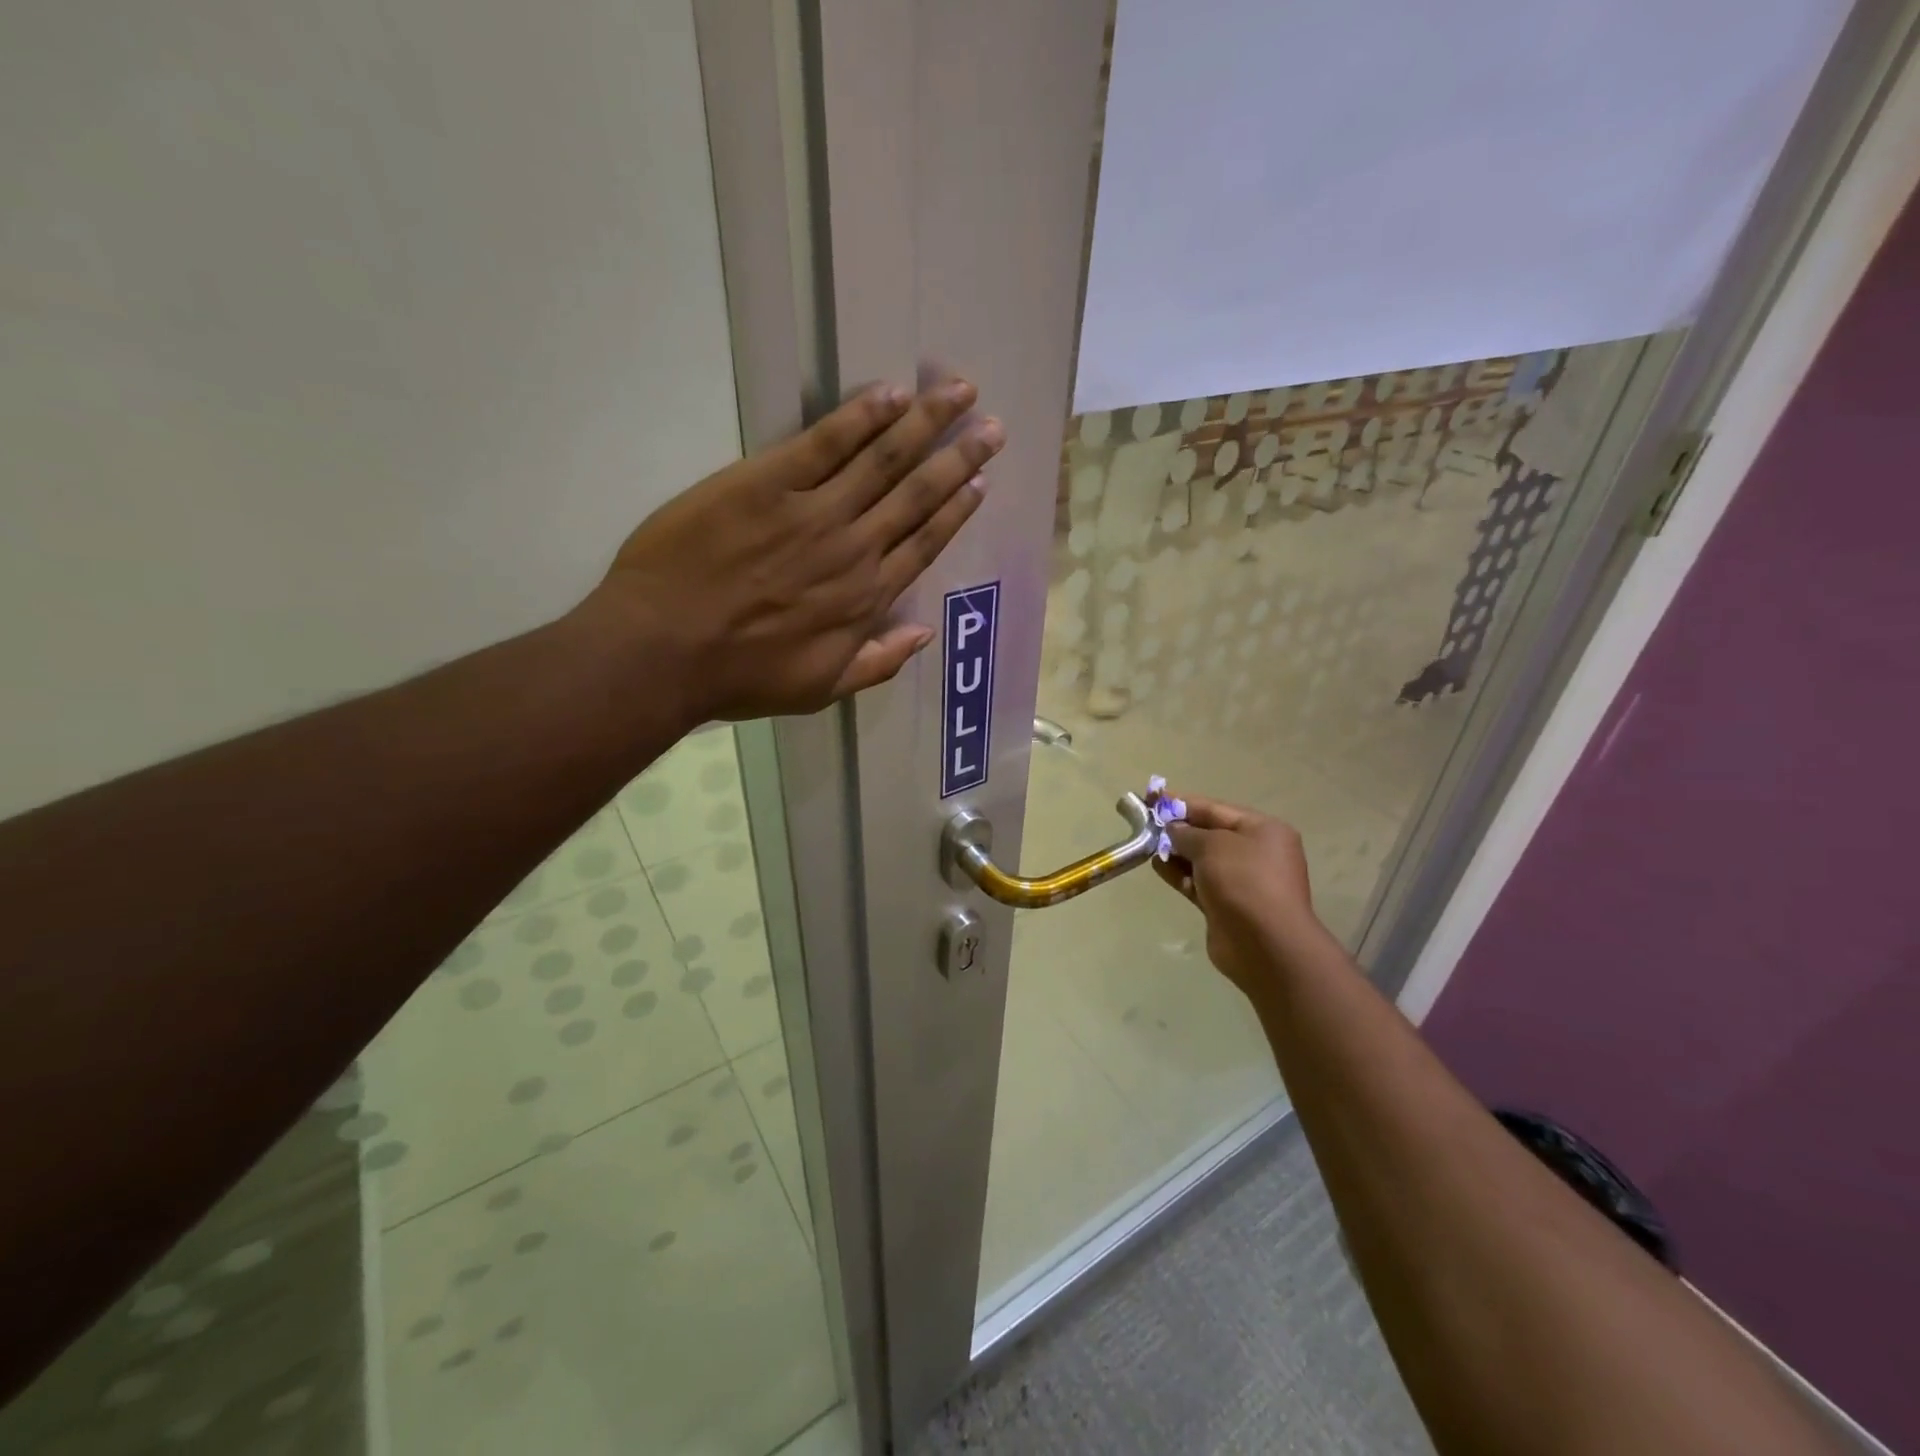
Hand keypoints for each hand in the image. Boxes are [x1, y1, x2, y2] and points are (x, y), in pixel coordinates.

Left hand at [586, 379, 1002, 722]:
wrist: (665, 650)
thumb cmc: (741, 676)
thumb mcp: (820, 689)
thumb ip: (878, 664)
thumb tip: (924, 636)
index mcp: (867, 598)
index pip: (925, 543)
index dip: (956, 509)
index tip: (981, 481)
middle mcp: (854, 548)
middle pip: (917, 494)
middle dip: (959, 457)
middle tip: (993, 427)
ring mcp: (813, 511)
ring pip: (883, 459)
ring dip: (925, 423)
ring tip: (960, 393)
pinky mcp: (767, 481)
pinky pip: (825, 441)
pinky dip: (861, 415)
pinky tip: (891, 393)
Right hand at [1152, 793, 1324, 991]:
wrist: (1264, 944)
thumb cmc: (1243, 881)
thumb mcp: (1212, 845)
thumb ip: (1187, 833)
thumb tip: (1173, 830)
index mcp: (1263, 830)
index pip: (1216, 809)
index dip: (1182, 802)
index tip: (1152, 797)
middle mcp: (1256, 853)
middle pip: (1209, 833)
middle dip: (1178, 828)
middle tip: (1145, 823)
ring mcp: (1242, 881)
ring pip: (1202, 860)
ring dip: (1176, 852)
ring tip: (1146, 845)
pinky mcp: (1227, 906)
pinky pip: (1199, 883)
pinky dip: (1179, 874)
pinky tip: (1157, 867)